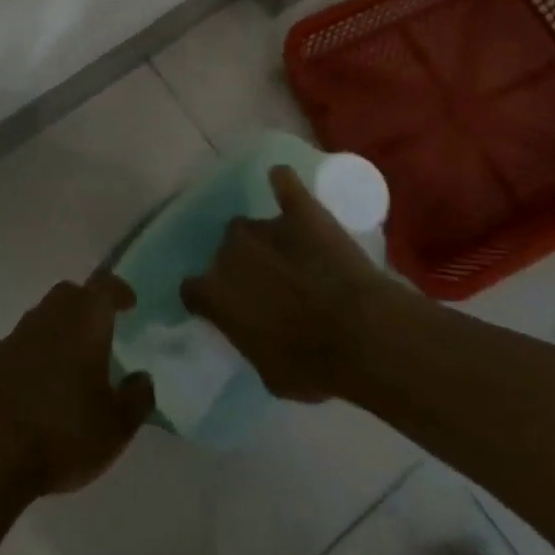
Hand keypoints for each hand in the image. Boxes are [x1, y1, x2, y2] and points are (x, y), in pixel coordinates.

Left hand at [0, 273, 154, 503]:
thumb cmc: (62, 430)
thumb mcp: (115, 426)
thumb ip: (137, 398)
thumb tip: (143, 377)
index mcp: (86, 317)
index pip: (106, 285)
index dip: (120, 291)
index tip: (130, 303)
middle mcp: (51, 313)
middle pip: (72, 293)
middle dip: (89, 305)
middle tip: (103, 329)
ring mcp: (19, 333)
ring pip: (47, 315)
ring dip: (63, 327)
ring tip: (76, 360)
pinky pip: (27, 341)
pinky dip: (41, 351)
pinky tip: (46, 383)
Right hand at [181, 165, 388, 401]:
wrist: (361, 334)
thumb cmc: (312, 365)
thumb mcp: (269, 372)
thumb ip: (249, 340)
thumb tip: (250, 329)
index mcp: (215, 293)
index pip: (192, 288)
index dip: (207, 297)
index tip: (223, 306)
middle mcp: (230, 252)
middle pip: (224, 253)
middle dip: (240, 267)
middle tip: (267, 284)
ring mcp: (264, 226)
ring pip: (251, 226)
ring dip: (263, 240)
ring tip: (290, 254)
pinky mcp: (299, 208)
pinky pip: (283, 182)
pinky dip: (282, 183)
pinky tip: (283, 182)